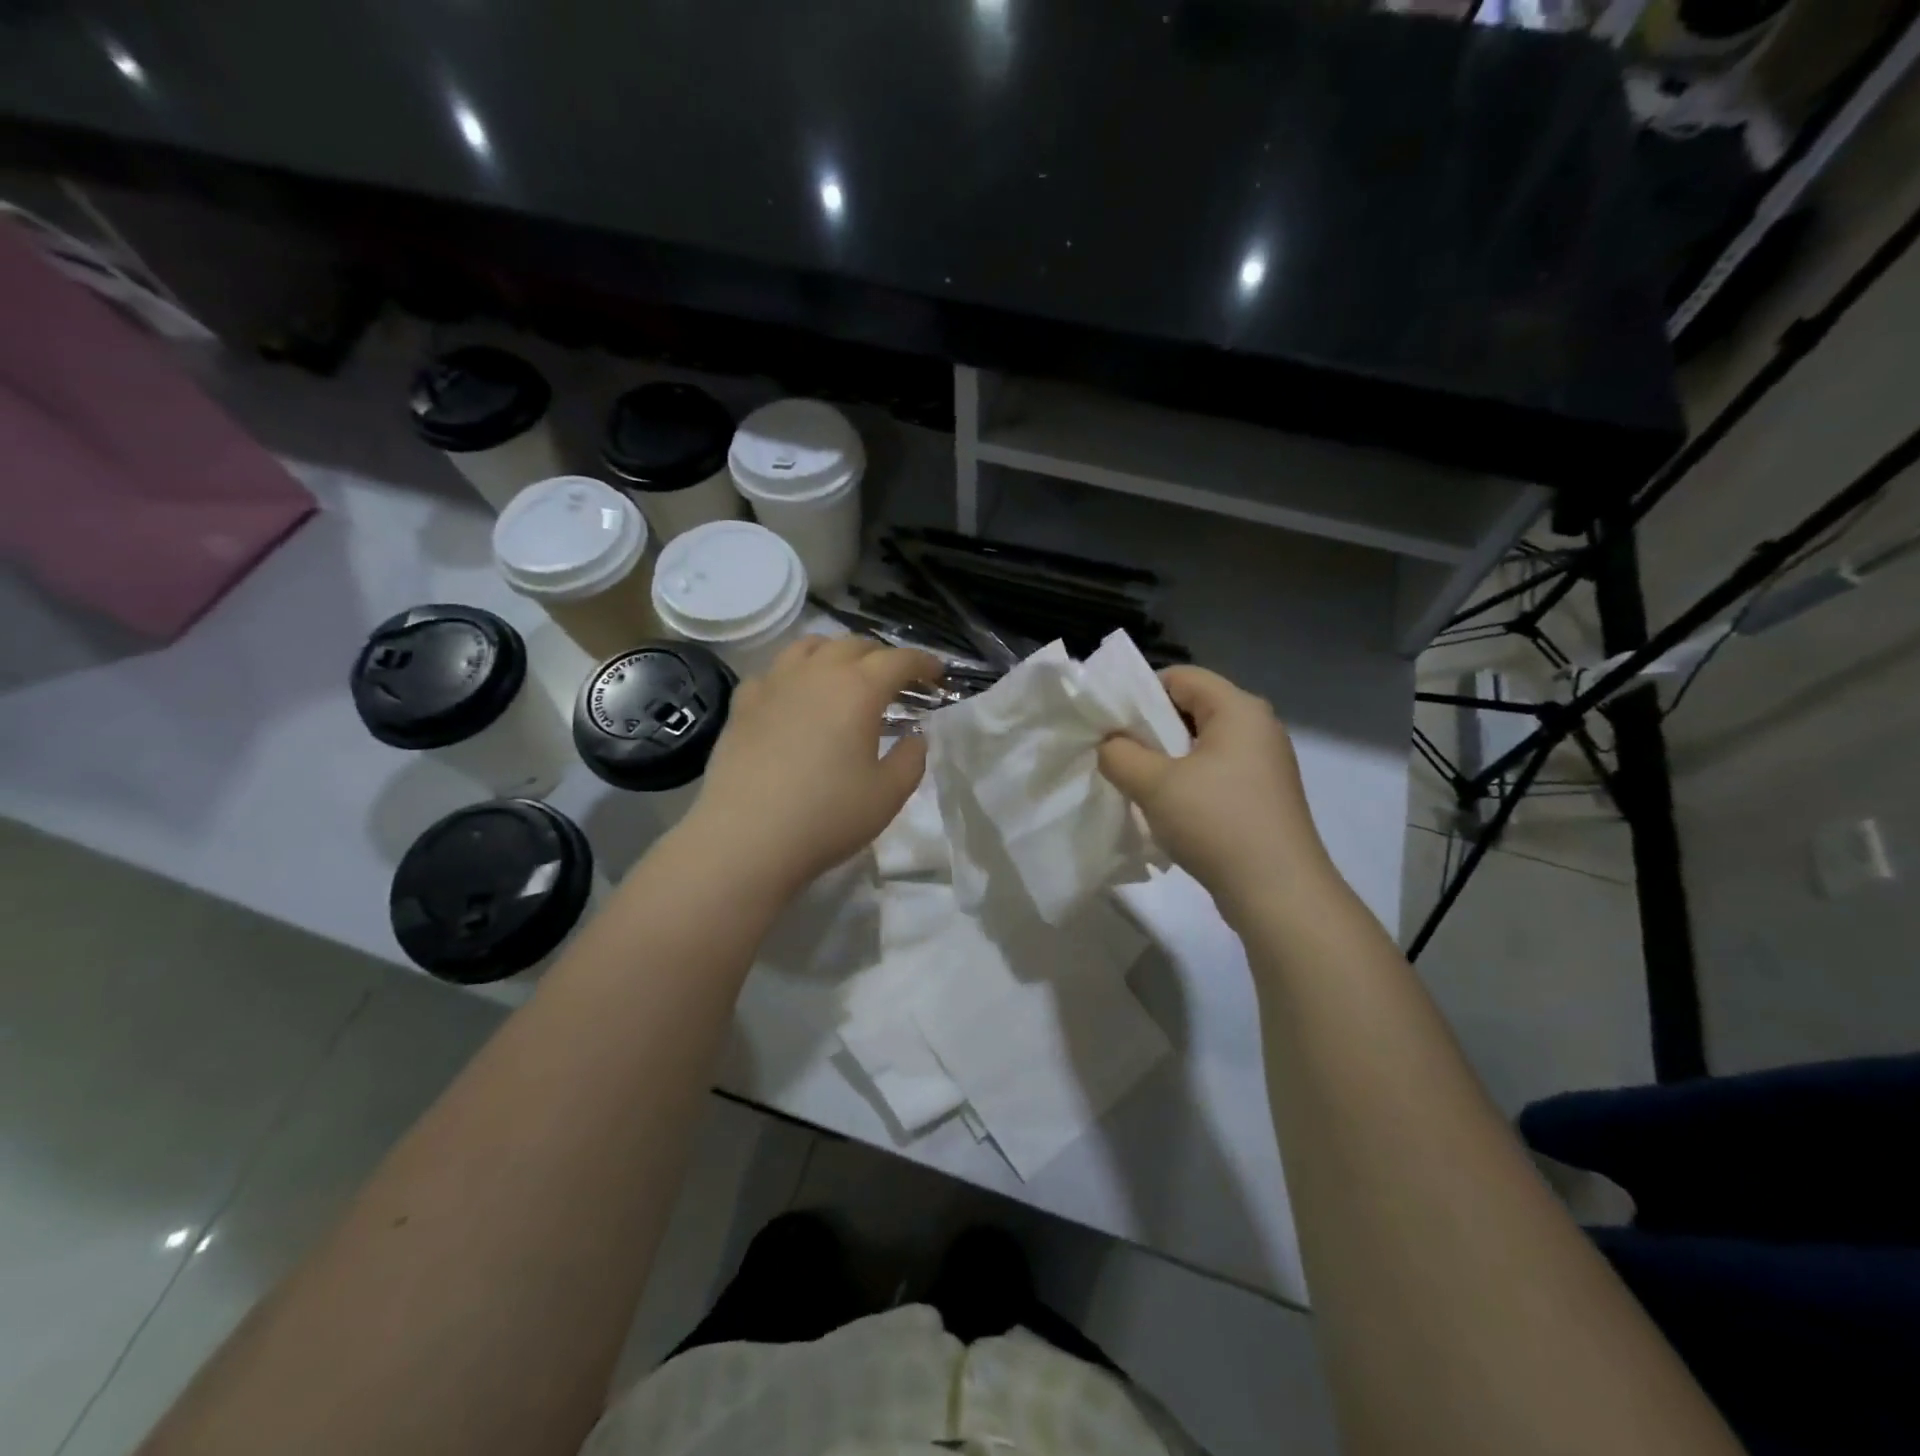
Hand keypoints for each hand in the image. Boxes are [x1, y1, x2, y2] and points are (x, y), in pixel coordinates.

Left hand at [680, 636, 941, 895]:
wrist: (746, 837)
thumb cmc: (827, 816)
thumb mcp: (889, 794)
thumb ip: (911, 759)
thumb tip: (915, 737)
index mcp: (859, 689)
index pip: (899, 660)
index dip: (923, 662)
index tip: (938, 673)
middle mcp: (817, 673)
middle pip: (855, 645)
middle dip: (882, 656)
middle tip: (895, 680)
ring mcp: (775, 684)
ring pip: (810, 647)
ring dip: (836, 653)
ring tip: (845, 674)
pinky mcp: (743, 704)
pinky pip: (774, 672)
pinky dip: (794, 674)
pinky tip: (795, 696)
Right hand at [1098, 666, 1332, 917]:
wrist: (1278, 892)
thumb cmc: (1216, 822)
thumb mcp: (1155, 784)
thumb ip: (1120, 754)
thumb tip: (1109, 744)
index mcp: (1238, 709)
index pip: (1181, 677)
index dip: (1139, 692)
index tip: (1109, 721)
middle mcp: (1257, 728)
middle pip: (1192, 709)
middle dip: (1149, 728)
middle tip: (1116, 752)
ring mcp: (1264, 764)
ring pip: (1201, 744)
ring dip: (1165, 758)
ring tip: (1136, 782)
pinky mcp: (1263, 796)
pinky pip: (1215, 772)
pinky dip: (1187, 781)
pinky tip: (1167, 808)